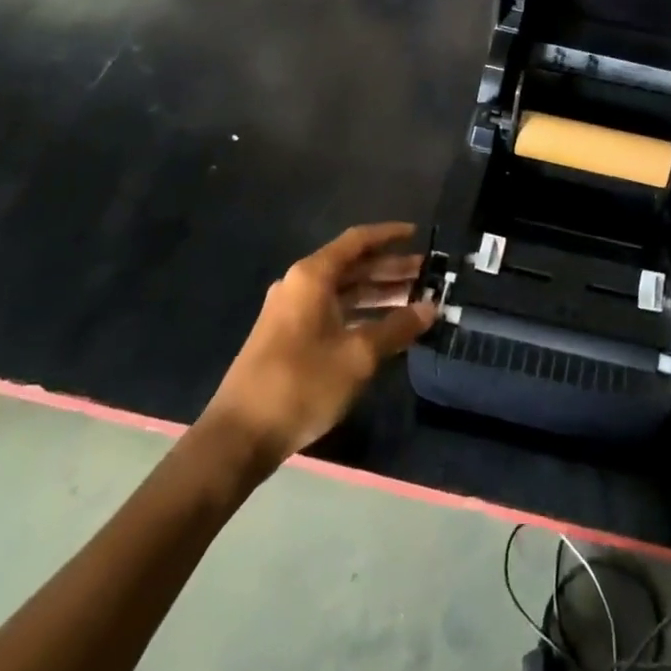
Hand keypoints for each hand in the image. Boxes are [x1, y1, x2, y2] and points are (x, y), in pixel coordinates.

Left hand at [203, 223, 436, 466]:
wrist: (238, 437)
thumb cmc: (301, 384)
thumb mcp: (358, 356)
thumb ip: (397, 328)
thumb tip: (431, 308)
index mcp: (313, 276)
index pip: (358, 241)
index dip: (389, 235)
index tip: (418, 234)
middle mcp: (300, 285)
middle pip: (352, 266)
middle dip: (390, 269)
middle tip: (427, 275)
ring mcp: (291, 312)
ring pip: (343, 291)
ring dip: (378, 293)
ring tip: (414, 300)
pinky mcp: (287, 337)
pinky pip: (332, 311)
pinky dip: (360, 313)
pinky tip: (384, 328)